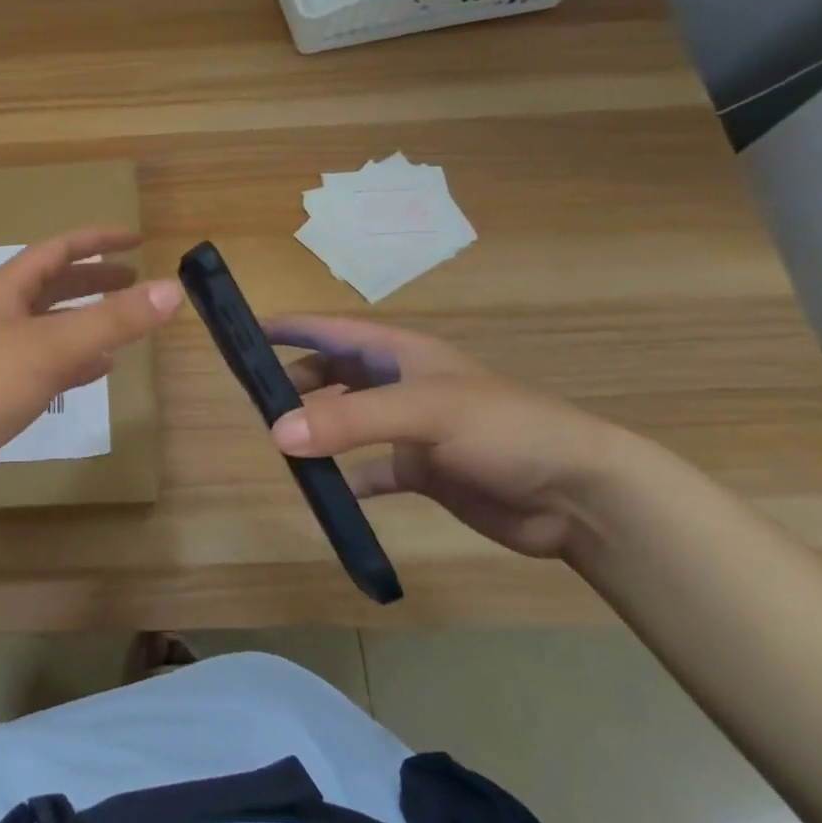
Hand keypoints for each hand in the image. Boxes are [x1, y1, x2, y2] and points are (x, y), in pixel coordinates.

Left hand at [0, 228, 182, 515]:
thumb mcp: (51, 347)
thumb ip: (113, 320)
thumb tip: (173, 289)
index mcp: (5, 290)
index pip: (58, 250)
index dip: (97, 241)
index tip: (136, 239)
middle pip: (53, 286)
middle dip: (94, 281)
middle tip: (135, 282)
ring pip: (50, 327)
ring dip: (86, 321)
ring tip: (124, 325)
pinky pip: (44, 365)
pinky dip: (74, 361)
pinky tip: (97, 371)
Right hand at [263, 315, 652, 558]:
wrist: (576, 494)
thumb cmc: (502, 429)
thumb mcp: (422, 412)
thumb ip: (348, 421)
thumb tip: (276, 432)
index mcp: (400, 353)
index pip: (332, 330)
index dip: (291, 328)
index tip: (245, 332)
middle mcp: (400, 384)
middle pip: (334, 373)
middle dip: (296, 381)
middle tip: (255, 400)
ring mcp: (411, 429)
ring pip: (347, 421)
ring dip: (317, 428)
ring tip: (280, 443)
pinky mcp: (423, 471)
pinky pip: (370, 471)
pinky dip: (346, 478)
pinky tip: (327, 492)